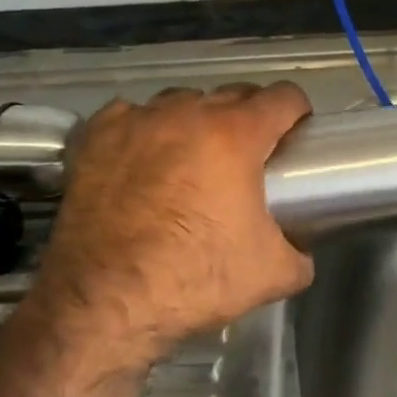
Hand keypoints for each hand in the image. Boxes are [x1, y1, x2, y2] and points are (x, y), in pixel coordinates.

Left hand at [29, 82, 314, 362]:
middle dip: (250, 116)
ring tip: (193, 157)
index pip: (283, 97)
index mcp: (237, 135)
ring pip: (181, 101)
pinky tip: (142, 157)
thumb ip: (300, 254)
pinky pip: (130, 115)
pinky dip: (143, 128)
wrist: (104, 303)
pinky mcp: (95, 138)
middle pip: (233, 93)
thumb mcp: (272, 275)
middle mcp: (188, 114)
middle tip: (250, 154)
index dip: (298, 112)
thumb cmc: (194, 279)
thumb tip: (301, 250)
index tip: (296, 132)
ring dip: (196, 120)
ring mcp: (138, 121)